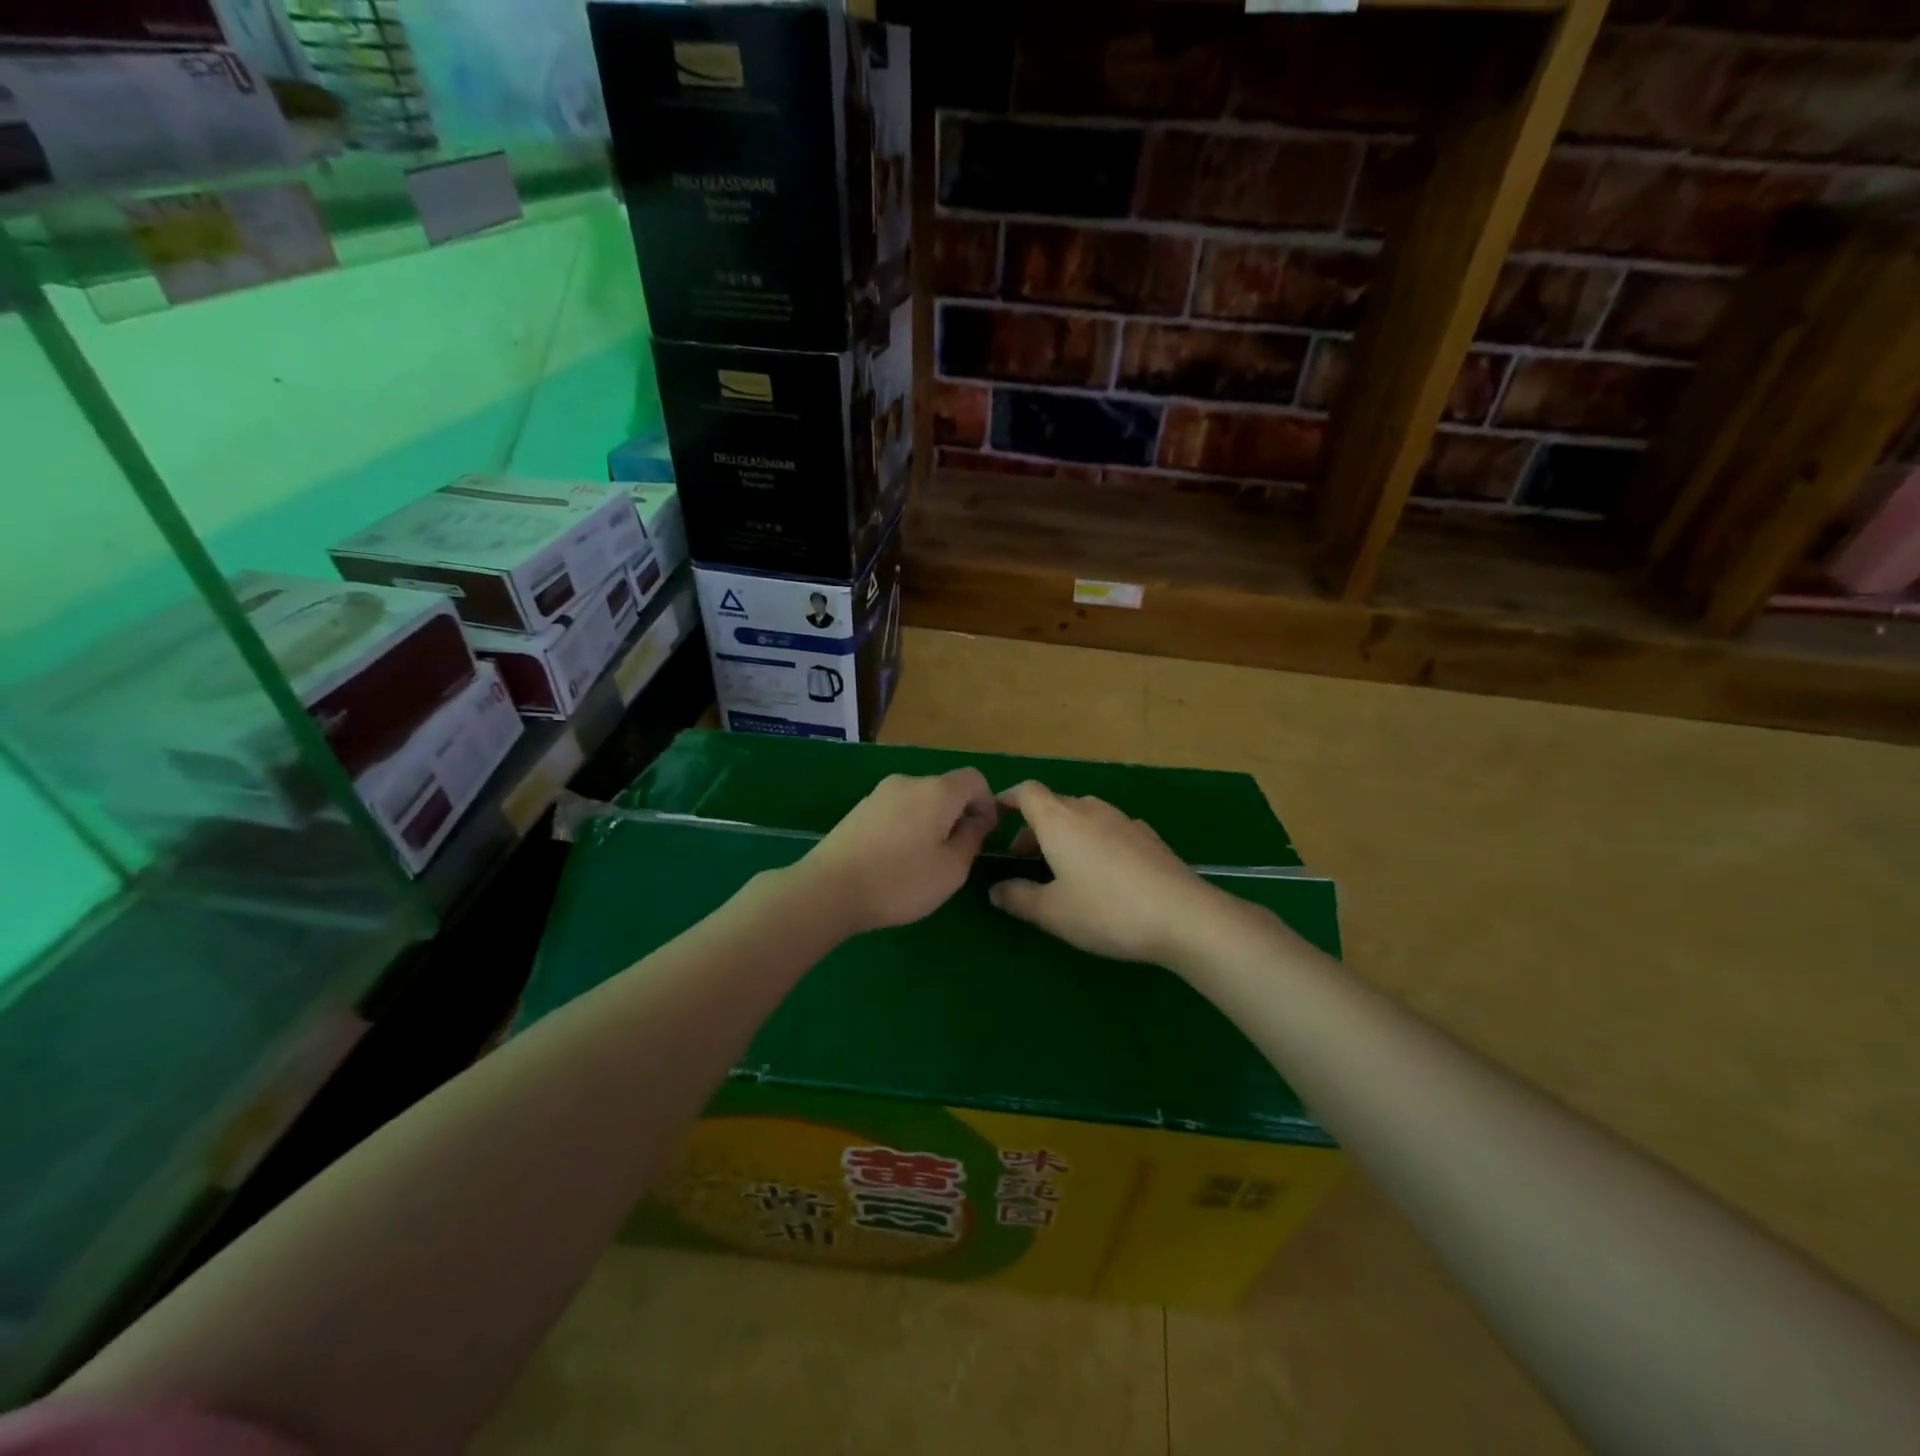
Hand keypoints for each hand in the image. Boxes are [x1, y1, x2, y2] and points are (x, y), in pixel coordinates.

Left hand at [796, 769, 997, 934]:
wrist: (829, 890)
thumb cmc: (900, 881)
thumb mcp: (951, 870)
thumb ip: (971, 840)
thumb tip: (975, 822)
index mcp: (937, 791)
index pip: (974, 779)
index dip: (988, 802)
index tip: (986, 833)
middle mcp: (908, 782)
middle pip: (945, 788)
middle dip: (959, 814)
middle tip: (958, 851)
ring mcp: (879, 794)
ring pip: (919, 800)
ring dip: (931, 821)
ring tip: (926, 859)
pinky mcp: (858, 810)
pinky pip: (896, 810)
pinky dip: (907, 826)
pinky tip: (897, 858)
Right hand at [989, 781, 1223, 963]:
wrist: (1184, 916)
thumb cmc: (1107, 910)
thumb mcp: (1053, 912)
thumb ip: (1018, 898)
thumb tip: (996, 890)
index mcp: (1060, 821)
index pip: (1027, 792)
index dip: (1008, 798)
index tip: (996, 815)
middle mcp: (1090, 810)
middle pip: (1054, 805)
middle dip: (1034, 826)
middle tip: (1024, 859)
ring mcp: (1123, 821)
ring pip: (1083, 816)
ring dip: (1065, 834)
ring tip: (1062, 868)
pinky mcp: (1148, 837)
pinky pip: (1109, 829)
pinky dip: (1094, 842)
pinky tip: (1103, 874)